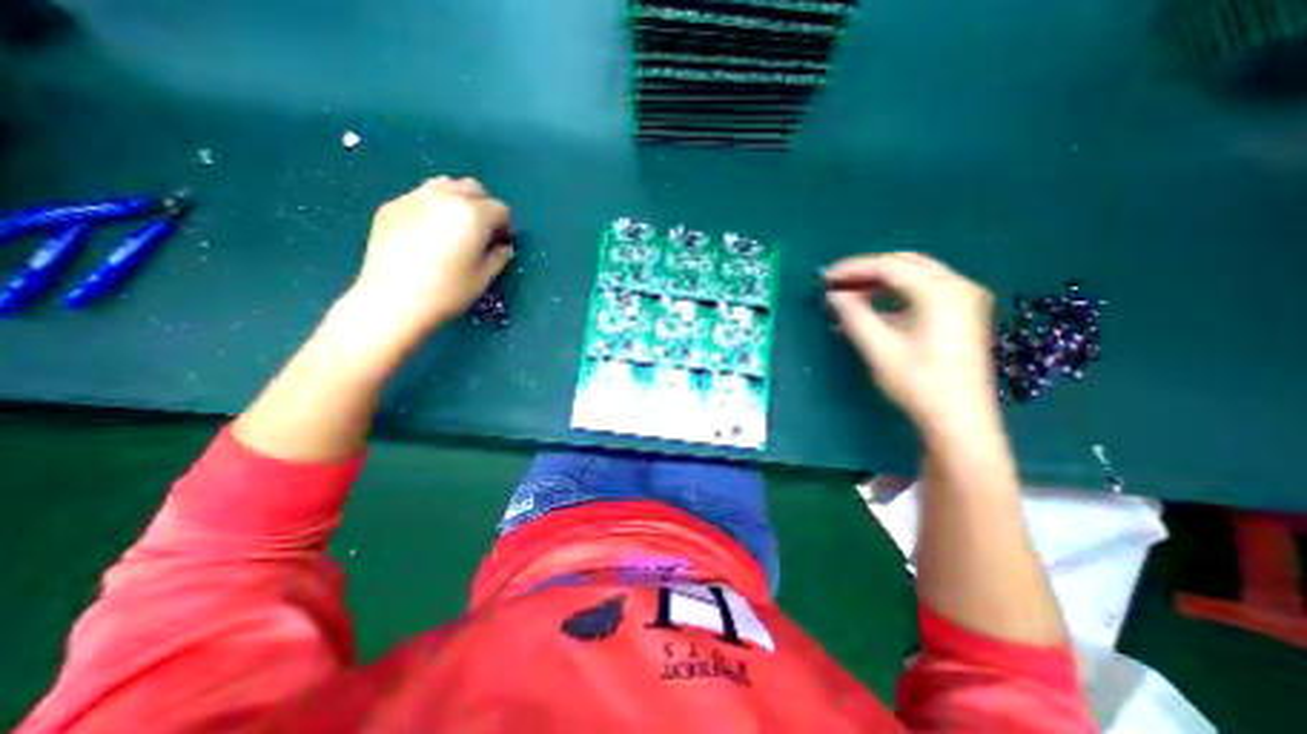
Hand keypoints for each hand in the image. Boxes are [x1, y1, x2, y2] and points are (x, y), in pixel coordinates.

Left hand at [345, 175, 512, 343]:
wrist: (393, 301)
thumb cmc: (447, 292)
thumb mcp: (484, 278)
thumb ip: (499, 256)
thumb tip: (503, 247)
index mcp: (473, 215)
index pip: (500, 209)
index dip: (505, 227)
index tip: (500, 244)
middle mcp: (445, 197)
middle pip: (473, 188)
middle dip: (483, 206)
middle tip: (481, 233)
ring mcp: (415, 198)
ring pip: (445, 185)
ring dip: (457, 201)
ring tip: (454, 228)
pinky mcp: (392, 206)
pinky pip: (420, 197)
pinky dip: (432, 208)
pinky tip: (427, 235)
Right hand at [820, 253, 997, 430]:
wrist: (958, 419)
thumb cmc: (917, 382)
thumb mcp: (878, 347)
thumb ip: (853, 314)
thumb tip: (834, 294)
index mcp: (940, 291)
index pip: (889, 266)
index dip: (852, 269)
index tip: (825, 277)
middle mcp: (957, 286)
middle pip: (904, 265)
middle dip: (866, 272)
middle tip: (836, 283)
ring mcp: (964, 299)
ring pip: (914, 277)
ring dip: (879, 283)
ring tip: (848, 296)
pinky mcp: (962, 314)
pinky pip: (922, 293)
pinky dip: (894, 296)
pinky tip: (871, 309)